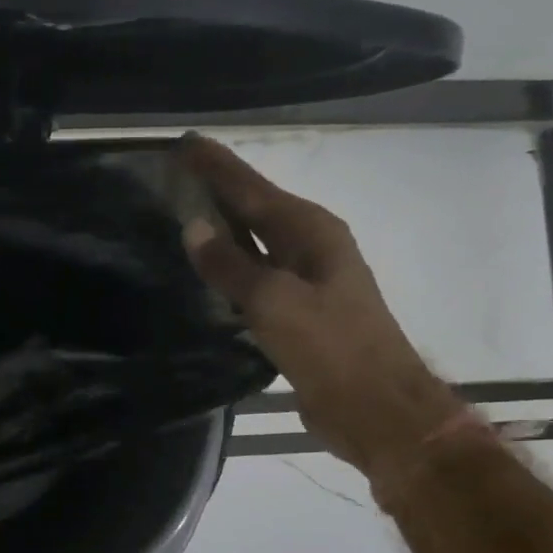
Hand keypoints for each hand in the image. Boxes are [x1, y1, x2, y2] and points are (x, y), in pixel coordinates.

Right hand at [178, 134, 464, 481]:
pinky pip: (255, 277)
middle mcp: (311, 247)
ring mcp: (306, 281)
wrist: (375, 408)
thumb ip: (231, 265)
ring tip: (184, 213)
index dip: (217, 167)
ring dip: (224, 228)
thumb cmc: (330, 348)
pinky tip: (209, 270)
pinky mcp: (298, 313)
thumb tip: (194, 227)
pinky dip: (231, 267)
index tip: (185, 144)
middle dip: (219, 190)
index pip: (252, 188)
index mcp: (311, 232)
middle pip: (255, 209)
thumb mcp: (274, 302)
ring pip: (255, 243)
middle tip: (177, 173)